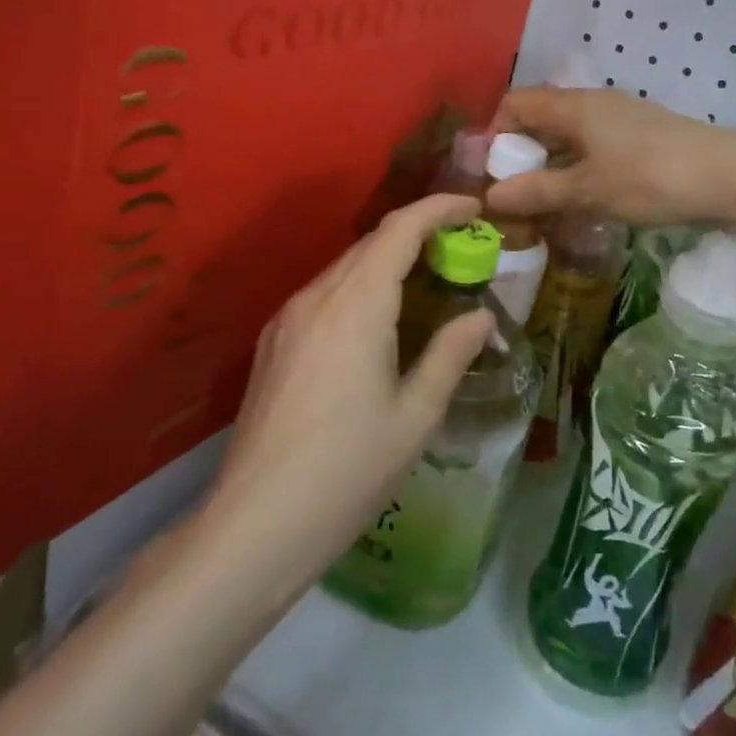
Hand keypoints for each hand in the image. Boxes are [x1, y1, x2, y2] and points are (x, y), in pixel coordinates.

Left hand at [210, 194, 494, 585]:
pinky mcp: (272, 344)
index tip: (474, 208)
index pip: (400, 229)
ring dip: (388, 261)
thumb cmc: (348, 471)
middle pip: (371, 243)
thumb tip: (480, 318)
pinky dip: (361, 288)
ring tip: (426, 282)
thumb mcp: (415, 416)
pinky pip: (324, 295)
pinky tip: (378, 322)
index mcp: (356, 306)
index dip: (439, 208)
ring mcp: (287, 320)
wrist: (254, 527)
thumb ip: (450, 355)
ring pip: (345, 268)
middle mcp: (316, 298)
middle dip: (418, 234)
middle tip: (461, 251)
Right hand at [486, 87, 735, 226]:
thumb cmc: (650, 177)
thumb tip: (491, 196)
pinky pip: (596, 148)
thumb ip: (539, 192)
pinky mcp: (643, 138)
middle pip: (543, 119)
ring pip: (571, 137)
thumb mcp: (589, 190)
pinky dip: (580, 170)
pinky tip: (584, 201)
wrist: (729, 175)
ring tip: (543, 204)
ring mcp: (622, 119)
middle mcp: (595, 103)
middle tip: (513, 194)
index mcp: (575, 106)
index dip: (495, 132)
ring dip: (552, 166)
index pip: (517, 103)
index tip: (489, 171)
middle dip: (522, 154)